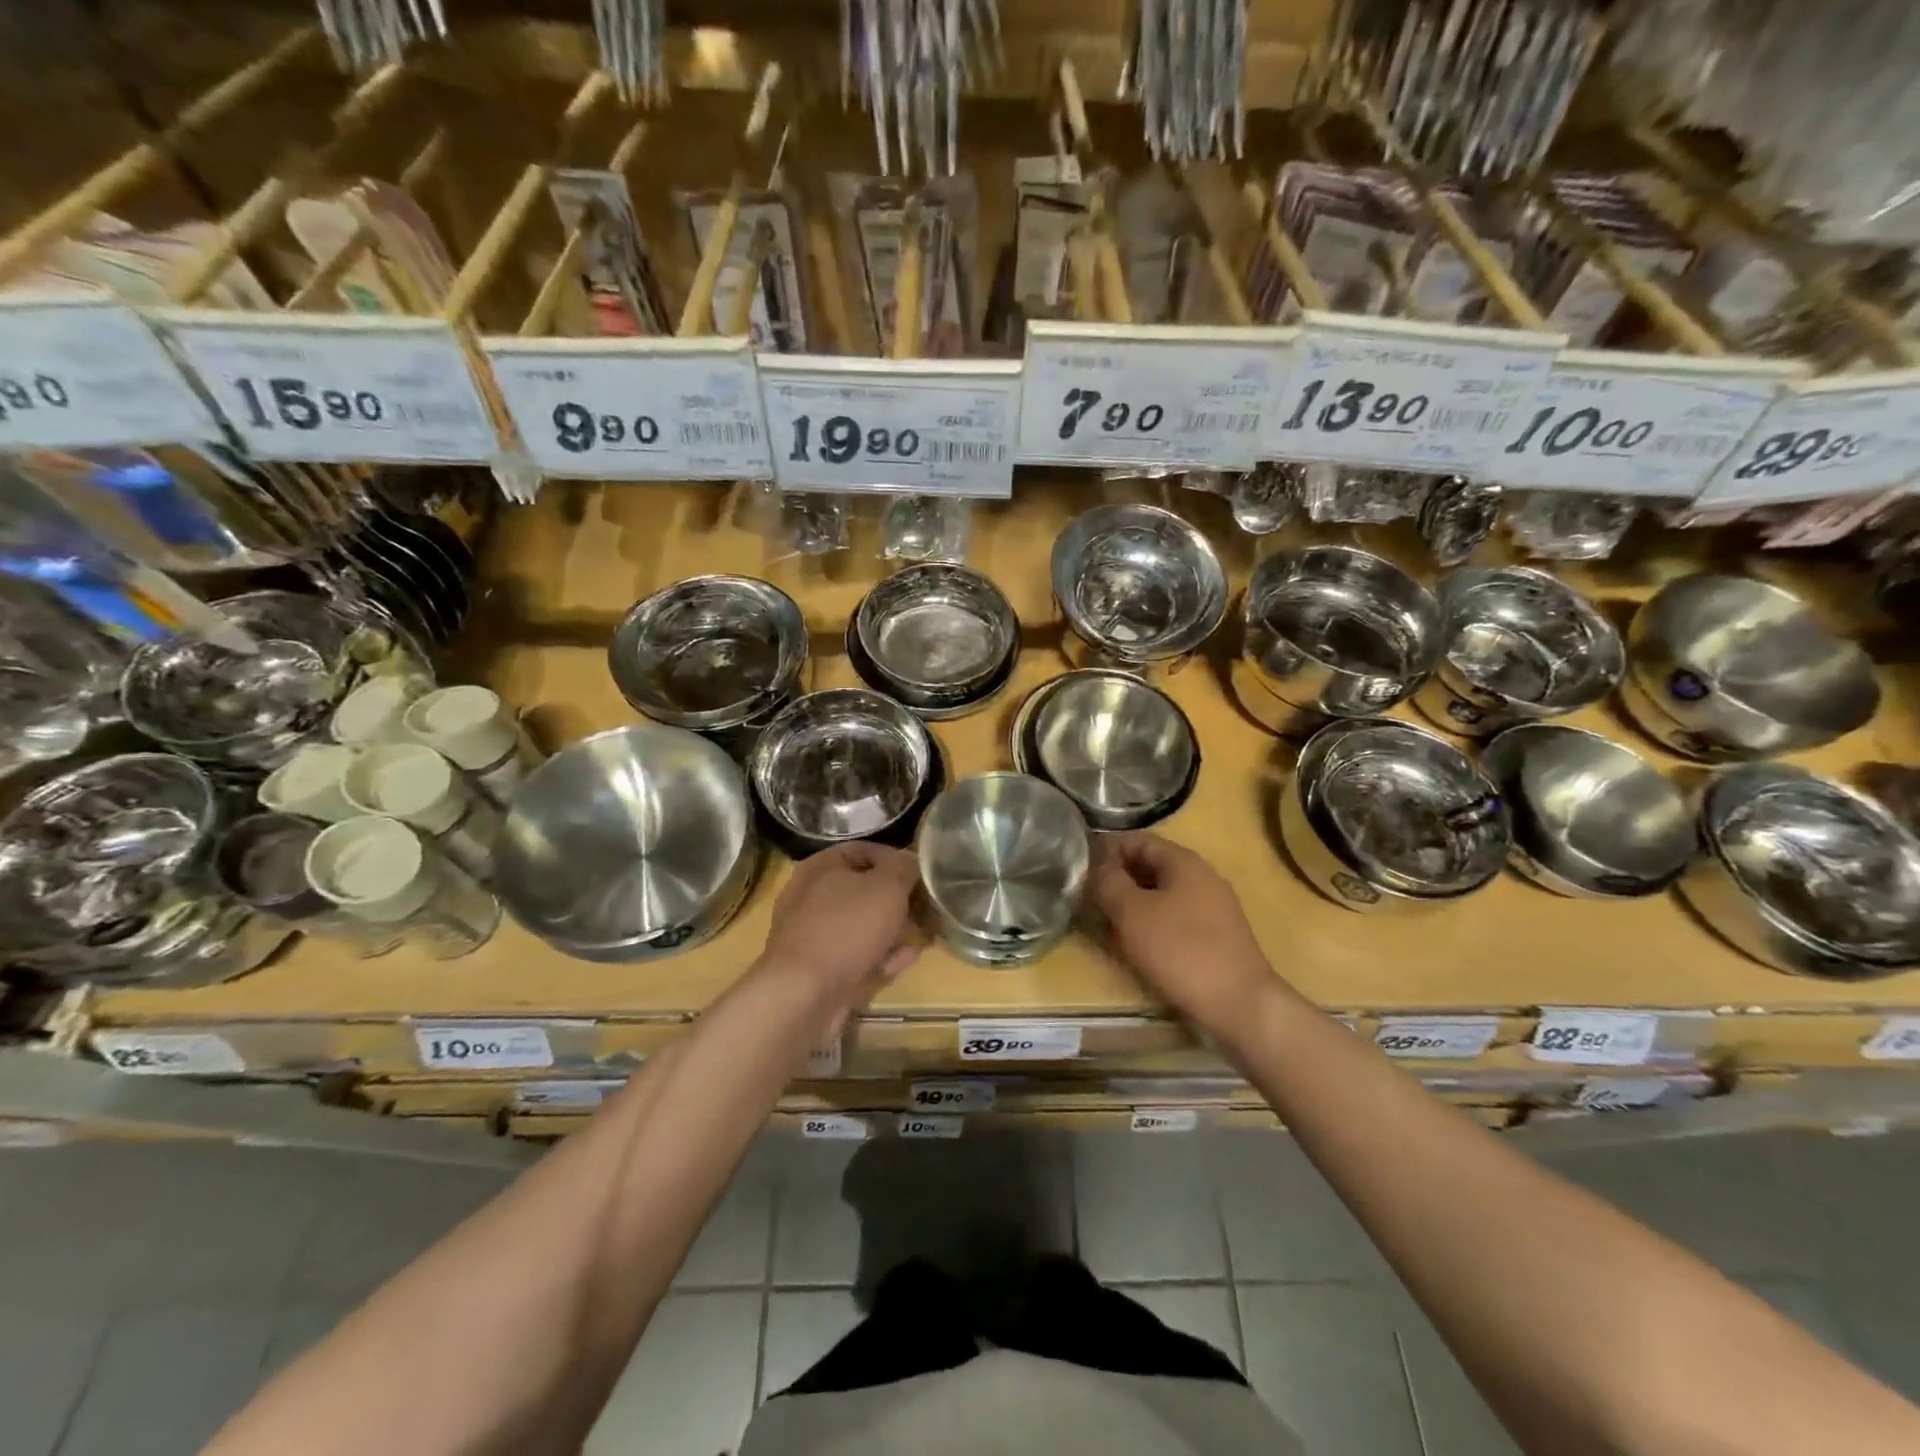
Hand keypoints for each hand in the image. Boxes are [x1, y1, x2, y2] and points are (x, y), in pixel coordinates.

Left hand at [760, 843, 921, 1004]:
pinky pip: (857, 953)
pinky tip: (906, 959)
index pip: (865, 851)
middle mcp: (812, 896)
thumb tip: (910, 864)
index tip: (922, 876)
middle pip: (865, 890)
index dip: (897, 860)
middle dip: (900, 900)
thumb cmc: (848, 927)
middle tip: (928, 909)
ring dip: (895, 929)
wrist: (805, 994)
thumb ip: (904, 868)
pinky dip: (882, 954)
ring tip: (924, 936)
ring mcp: (814, 934)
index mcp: (821, 867)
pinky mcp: (820, 968)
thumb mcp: (887, 886)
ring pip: (863, 924)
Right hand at [1093, 833, 1275, 1033]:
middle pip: (1151, 865)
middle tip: (1088, 895)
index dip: (1106, 849)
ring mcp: (1214, 907)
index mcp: (1184, 862)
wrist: (1239, 1004)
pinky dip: (1153, 922)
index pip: (1138, 840)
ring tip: (1107, 920)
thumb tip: (1097, 867)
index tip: (1079, 867)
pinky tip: (1138, 942)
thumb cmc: (1181, 950)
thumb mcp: (1132, 913)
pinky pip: (1176, 916)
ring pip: (1163, 893)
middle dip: (1118, 877)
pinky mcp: (1217, 935)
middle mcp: (1203, 876)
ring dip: (1134, 901)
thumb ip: (1109, 883)